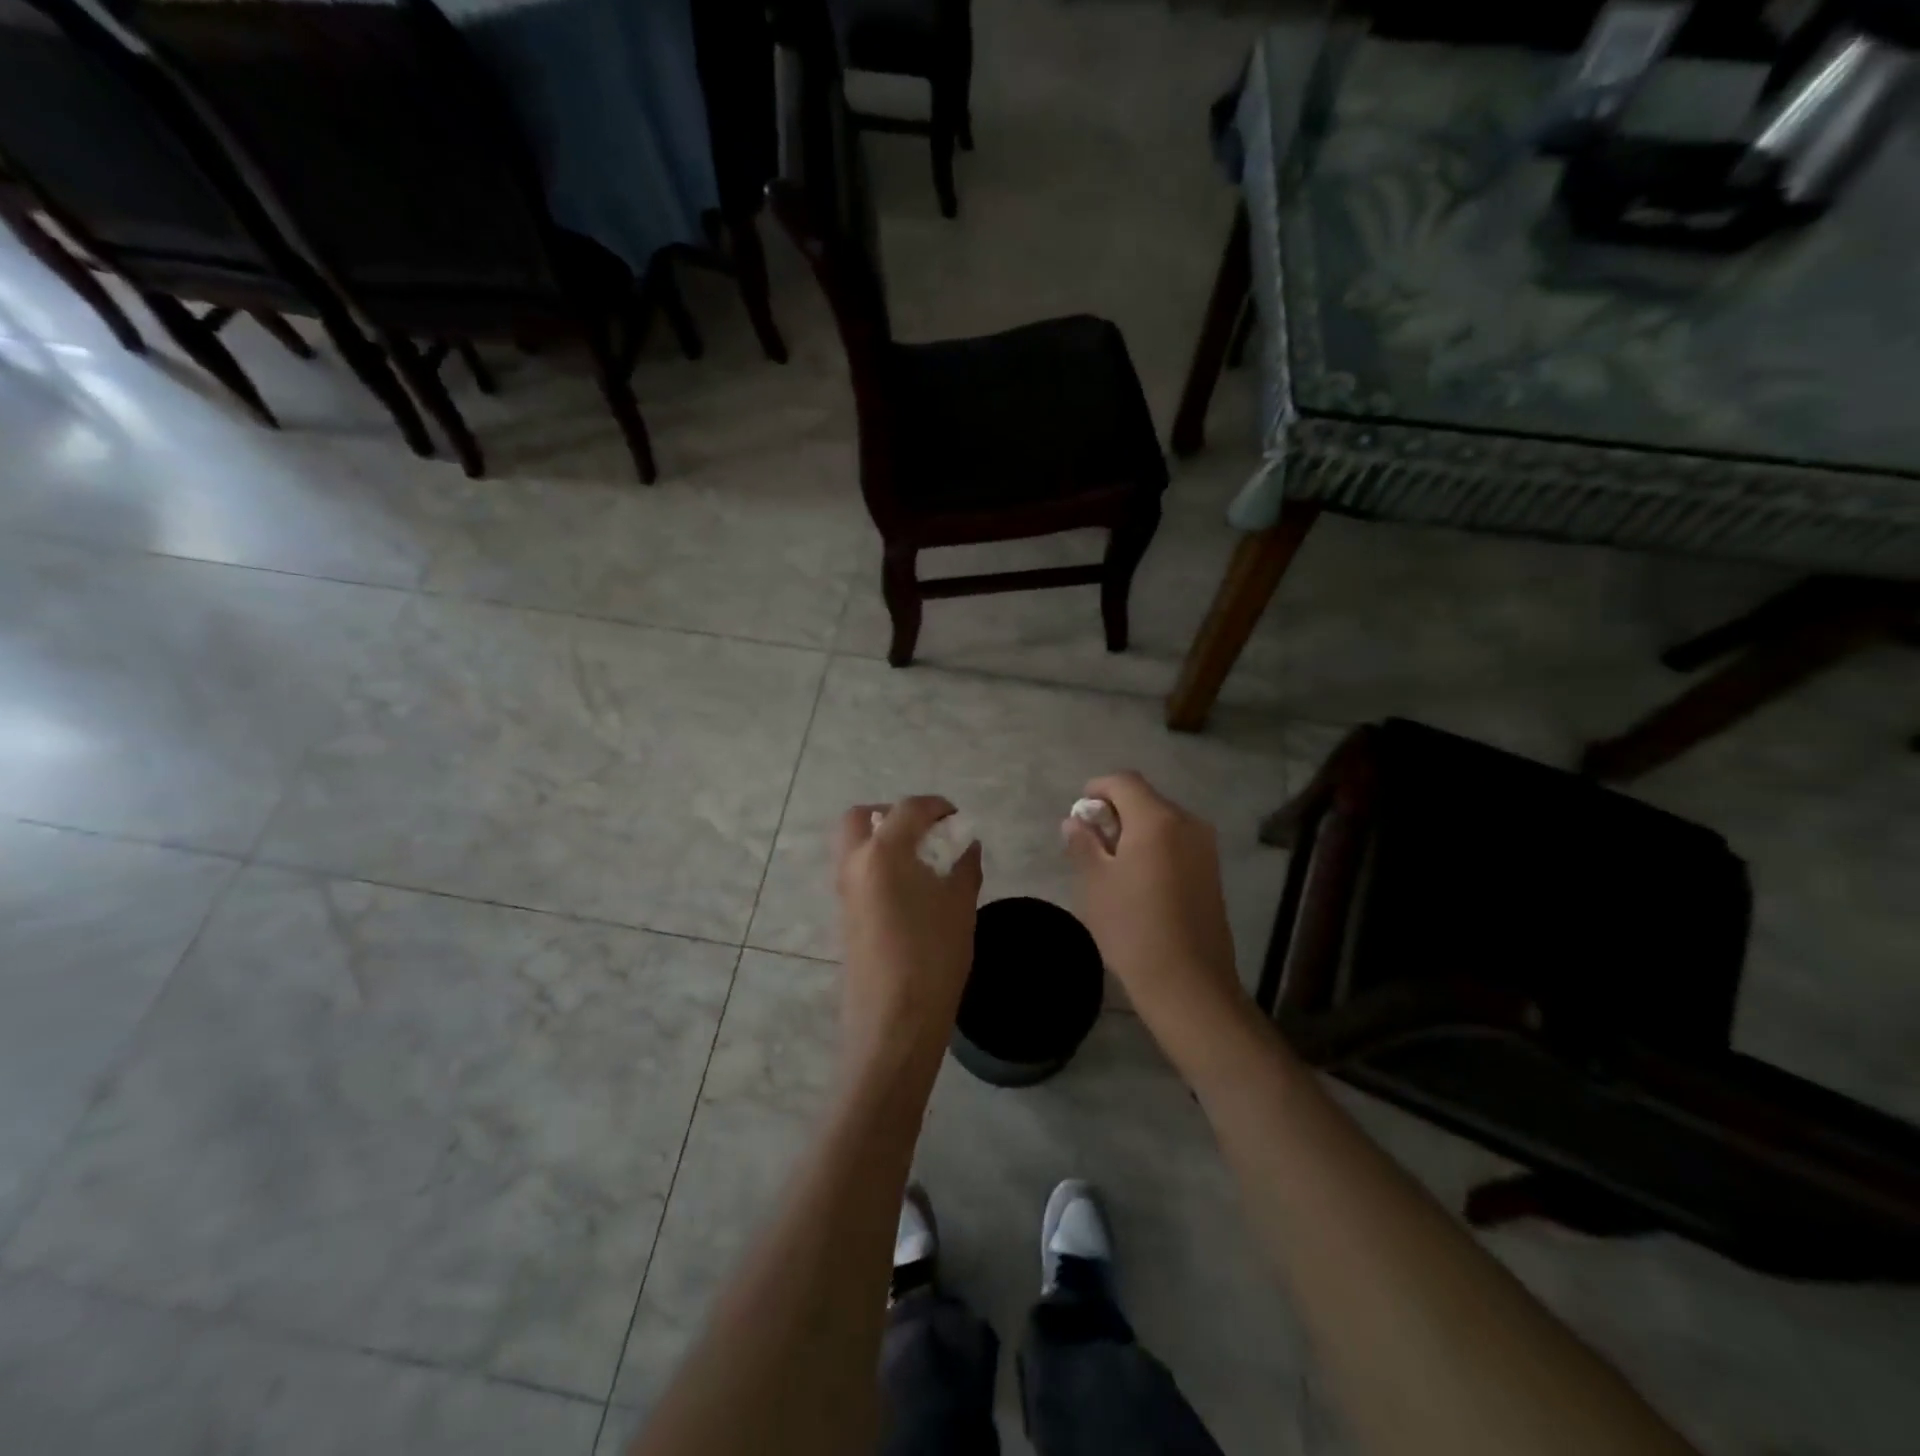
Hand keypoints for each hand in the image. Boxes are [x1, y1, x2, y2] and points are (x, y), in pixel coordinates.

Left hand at [835, 797, 982, 1089]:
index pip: (908, 809)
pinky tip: (910, 891)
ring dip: (882, 840)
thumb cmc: (933, 958)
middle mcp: (854, 864)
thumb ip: (964, 867)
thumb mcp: (960, 907)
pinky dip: (878, 865)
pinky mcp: (843, 916)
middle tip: (925, 833)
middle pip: (862, 818)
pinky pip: (856, 872)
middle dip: (892, 815)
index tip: (957, 818)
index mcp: (884, 853)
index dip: (936, 806)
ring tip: (922, 863)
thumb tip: (967, 845)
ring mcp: (843, 891)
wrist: (893, 1023)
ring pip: (854, 845)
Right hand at [1063, 773, 1249, 1048]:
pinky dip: (1154, 847)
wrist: (1188, 982)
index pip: (1124, 781)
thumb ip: (1083, 843)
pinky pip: (1177, 842)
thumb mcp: (1095, 882)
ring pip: (1162, 821)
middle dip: (1115, 811)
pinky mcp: (1212, 871)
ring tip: (1112, 865)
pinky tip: (1139, 881)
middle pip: (1145, 799)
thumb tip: (1075, 820)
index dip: (1097, 789)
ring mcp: (1205, 847)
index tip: (1079, 814)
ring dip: (1135, 830)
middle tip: (1090, 843)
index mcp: (1157, 819)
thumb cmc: (1132, 927)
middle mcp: (1187, 823)